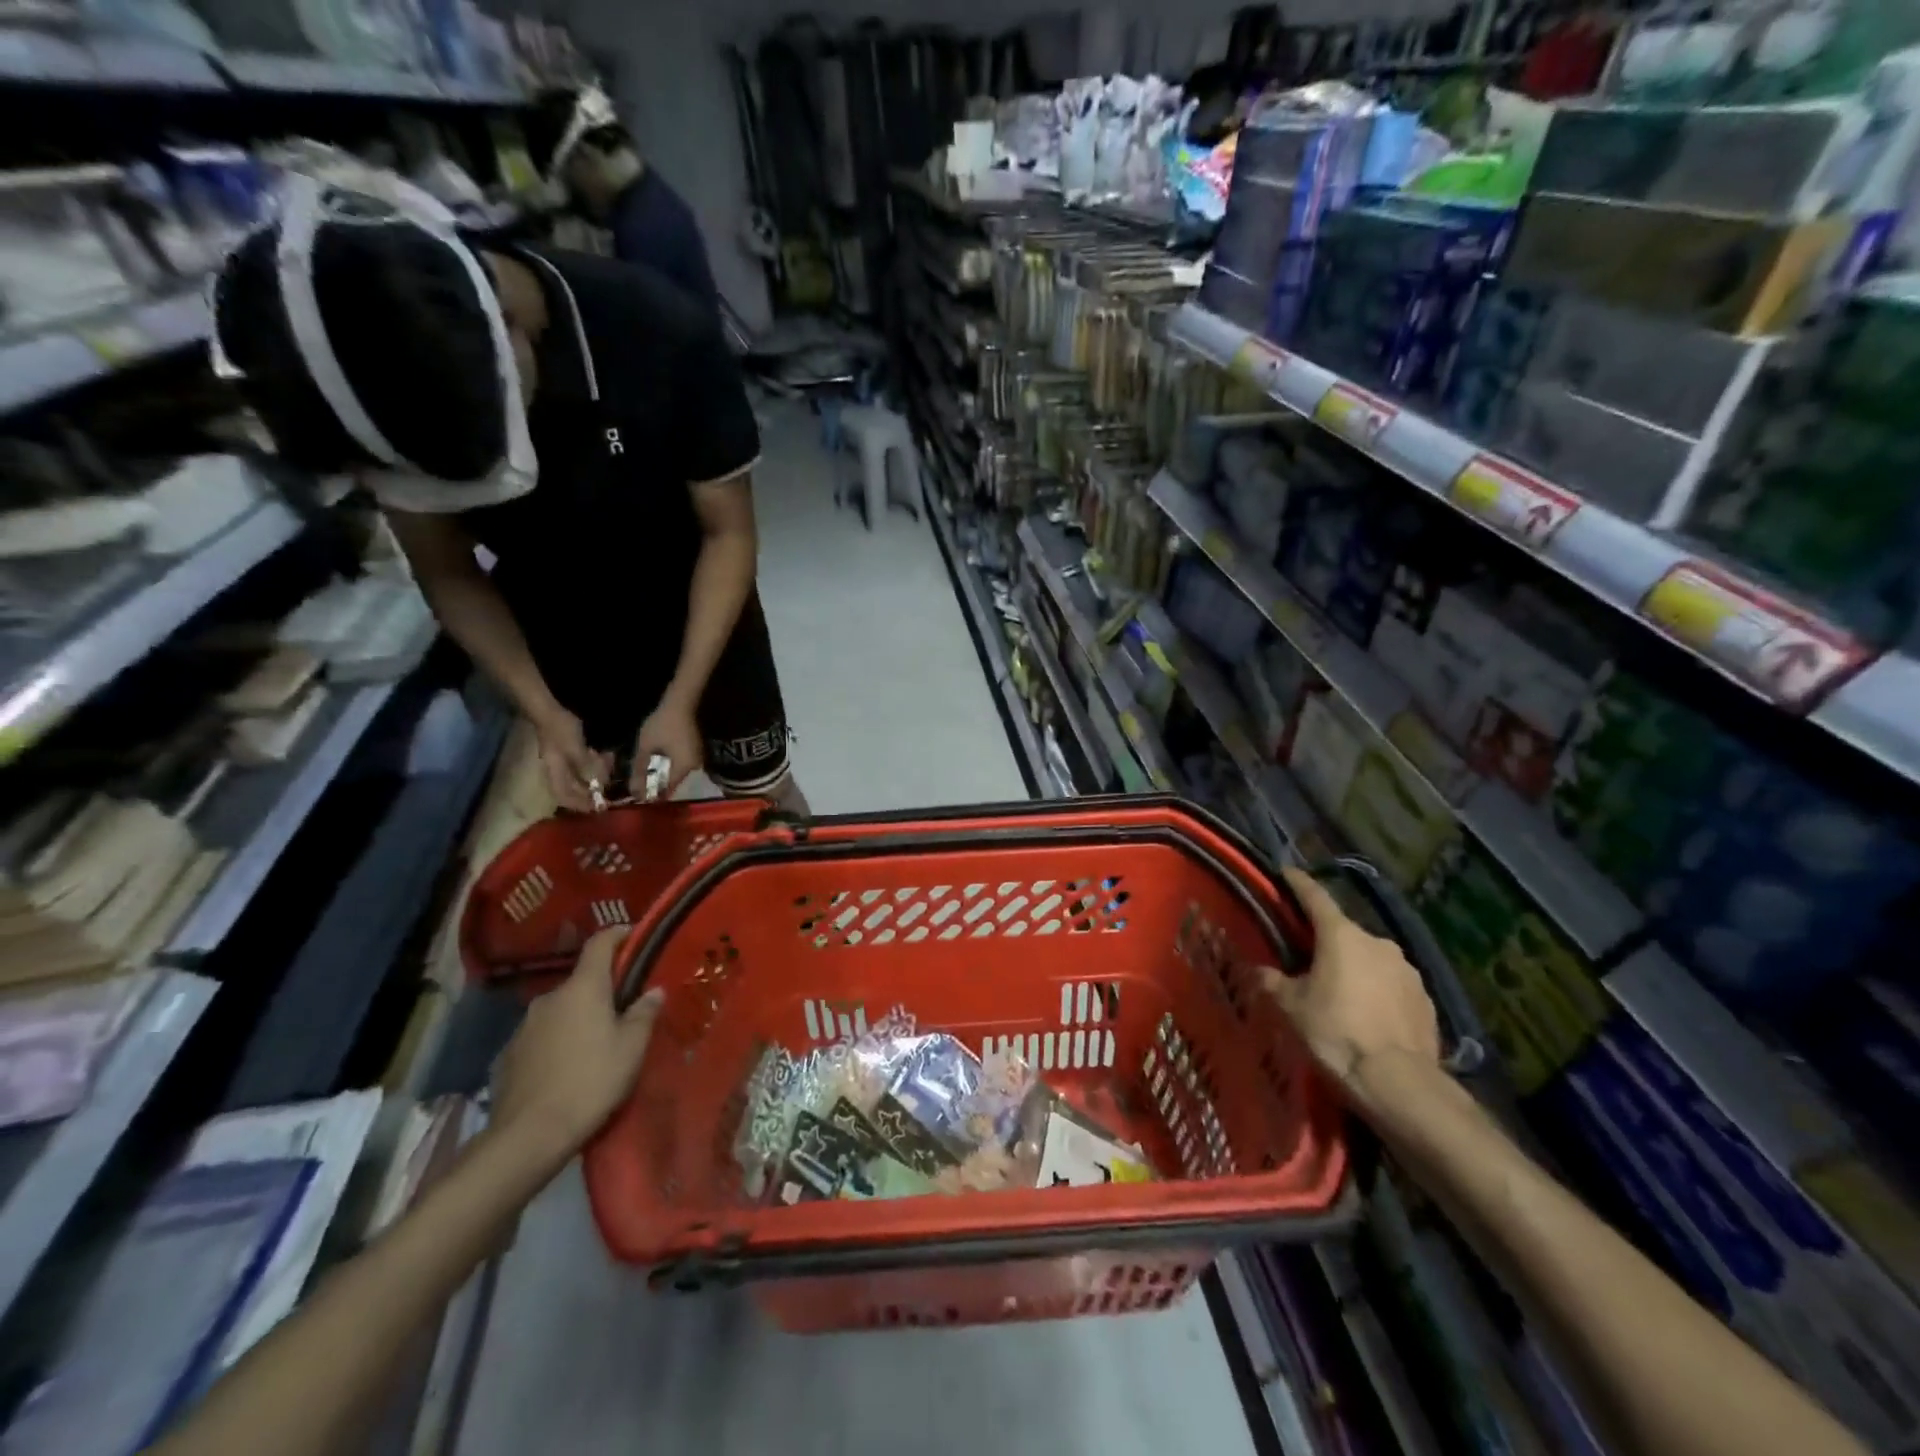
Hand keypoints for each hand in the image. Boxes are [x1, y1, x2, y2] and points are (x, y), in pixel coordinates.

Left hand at [492, 927, 664, 1156]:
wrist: (528, 1135)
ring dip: (578, 1017)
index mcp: (583, 988)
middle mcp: (550, 998)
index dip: (618, 934)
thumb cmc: (591, 1081)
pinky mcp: (508, 1054)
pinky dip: (557, 1041)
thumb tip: (653, 991)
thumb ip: (644, 1013)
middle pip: (581, 981)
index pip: (599, 944)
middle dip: (602, 988)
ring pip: (560, 1010)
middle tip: (624, 1007)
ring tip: (596, 1042)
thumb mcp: (631, 1048)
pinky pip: (541, 1036)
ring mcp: (524, 1026)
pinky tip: (567, 1067)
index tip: (633, 935)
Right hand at [534, 707, 609, 813]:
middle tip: (607, 795)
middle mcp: (557, 766)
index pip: (562, 796)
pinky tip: (608, 759)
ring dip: (595, 776)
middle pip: (572, 785)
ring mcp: (563, 754)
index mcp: (554, 771)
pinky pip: (585, 759)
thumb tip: (598, 784)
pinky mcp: (571, 744)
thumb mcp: (576, 750)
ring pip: (580, 772)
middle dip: (589, 792)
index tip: (594, 810)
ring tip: (610, 779)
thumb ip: (587, 767)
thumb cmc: (560, 730)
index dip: (577, 805)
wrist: (549, 706)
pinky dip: (596, 762)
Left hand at [634, 692, 701, 797]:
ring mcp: (697, 758)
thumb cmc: (662, 725)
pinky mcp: (695, 751)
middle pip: (674, 782)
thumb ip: (640, 770)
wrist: (680, 703)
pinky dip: (669, 766)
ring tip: (646, 776)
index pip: (668, 789)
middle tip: (640, 787)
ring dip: (662, 775)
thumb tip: (634, 790)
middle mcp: (694, 767)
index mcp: (684, 768)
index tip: (639, 798)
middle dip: (657, 785)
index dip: (653, 795)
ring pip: (677, 773)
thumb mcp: (646, 747)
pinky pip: (681, 765)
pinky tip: (657, 764)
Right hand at [1264, 868, 1440, 1103]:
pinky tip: (1368, 1016)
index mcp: (1341, 936)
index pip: (1315, 897)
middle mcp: (1377, 942)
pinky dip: (1377, 991)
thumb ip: (1273, 983)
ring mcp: (1407, 970)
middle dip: (1326, 941)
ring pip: (1371, 959)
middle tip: (1307, 958)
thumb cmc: (1336, 1033)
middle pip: (1344, 932)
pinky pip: (1392, 985)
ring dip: (1355, 968)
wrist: (1399, 1082)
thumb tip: (1258, 970)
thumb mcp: (1292, 1008)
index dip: (1298, 883)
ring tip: (1340, 993)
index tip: (1286, 872)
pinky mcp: (1425, 998)